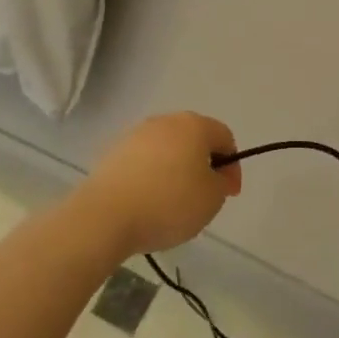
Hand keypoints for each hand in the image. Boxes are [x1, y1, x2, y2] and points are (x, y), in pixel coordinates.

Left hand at [71, 113, 241, 257]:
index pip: (224, 137)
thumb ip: (222, 182)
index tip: (229, 193)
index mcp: (194, 125)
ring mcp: (136, 134)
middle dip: (203, 165)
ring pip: (167, 149)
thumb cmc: (169, 203)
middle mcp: (166, 121)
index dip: (233, 166)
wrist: (105, 216)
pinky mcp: (113, 152)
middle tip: (203, 196)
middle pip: (194, 139)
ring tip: (172, 203)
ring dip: (175, 170)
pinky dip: (151, 177)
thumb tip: (216, 174)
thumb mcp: (212, 198)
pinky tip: (147, 202)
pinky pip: (143, 162)